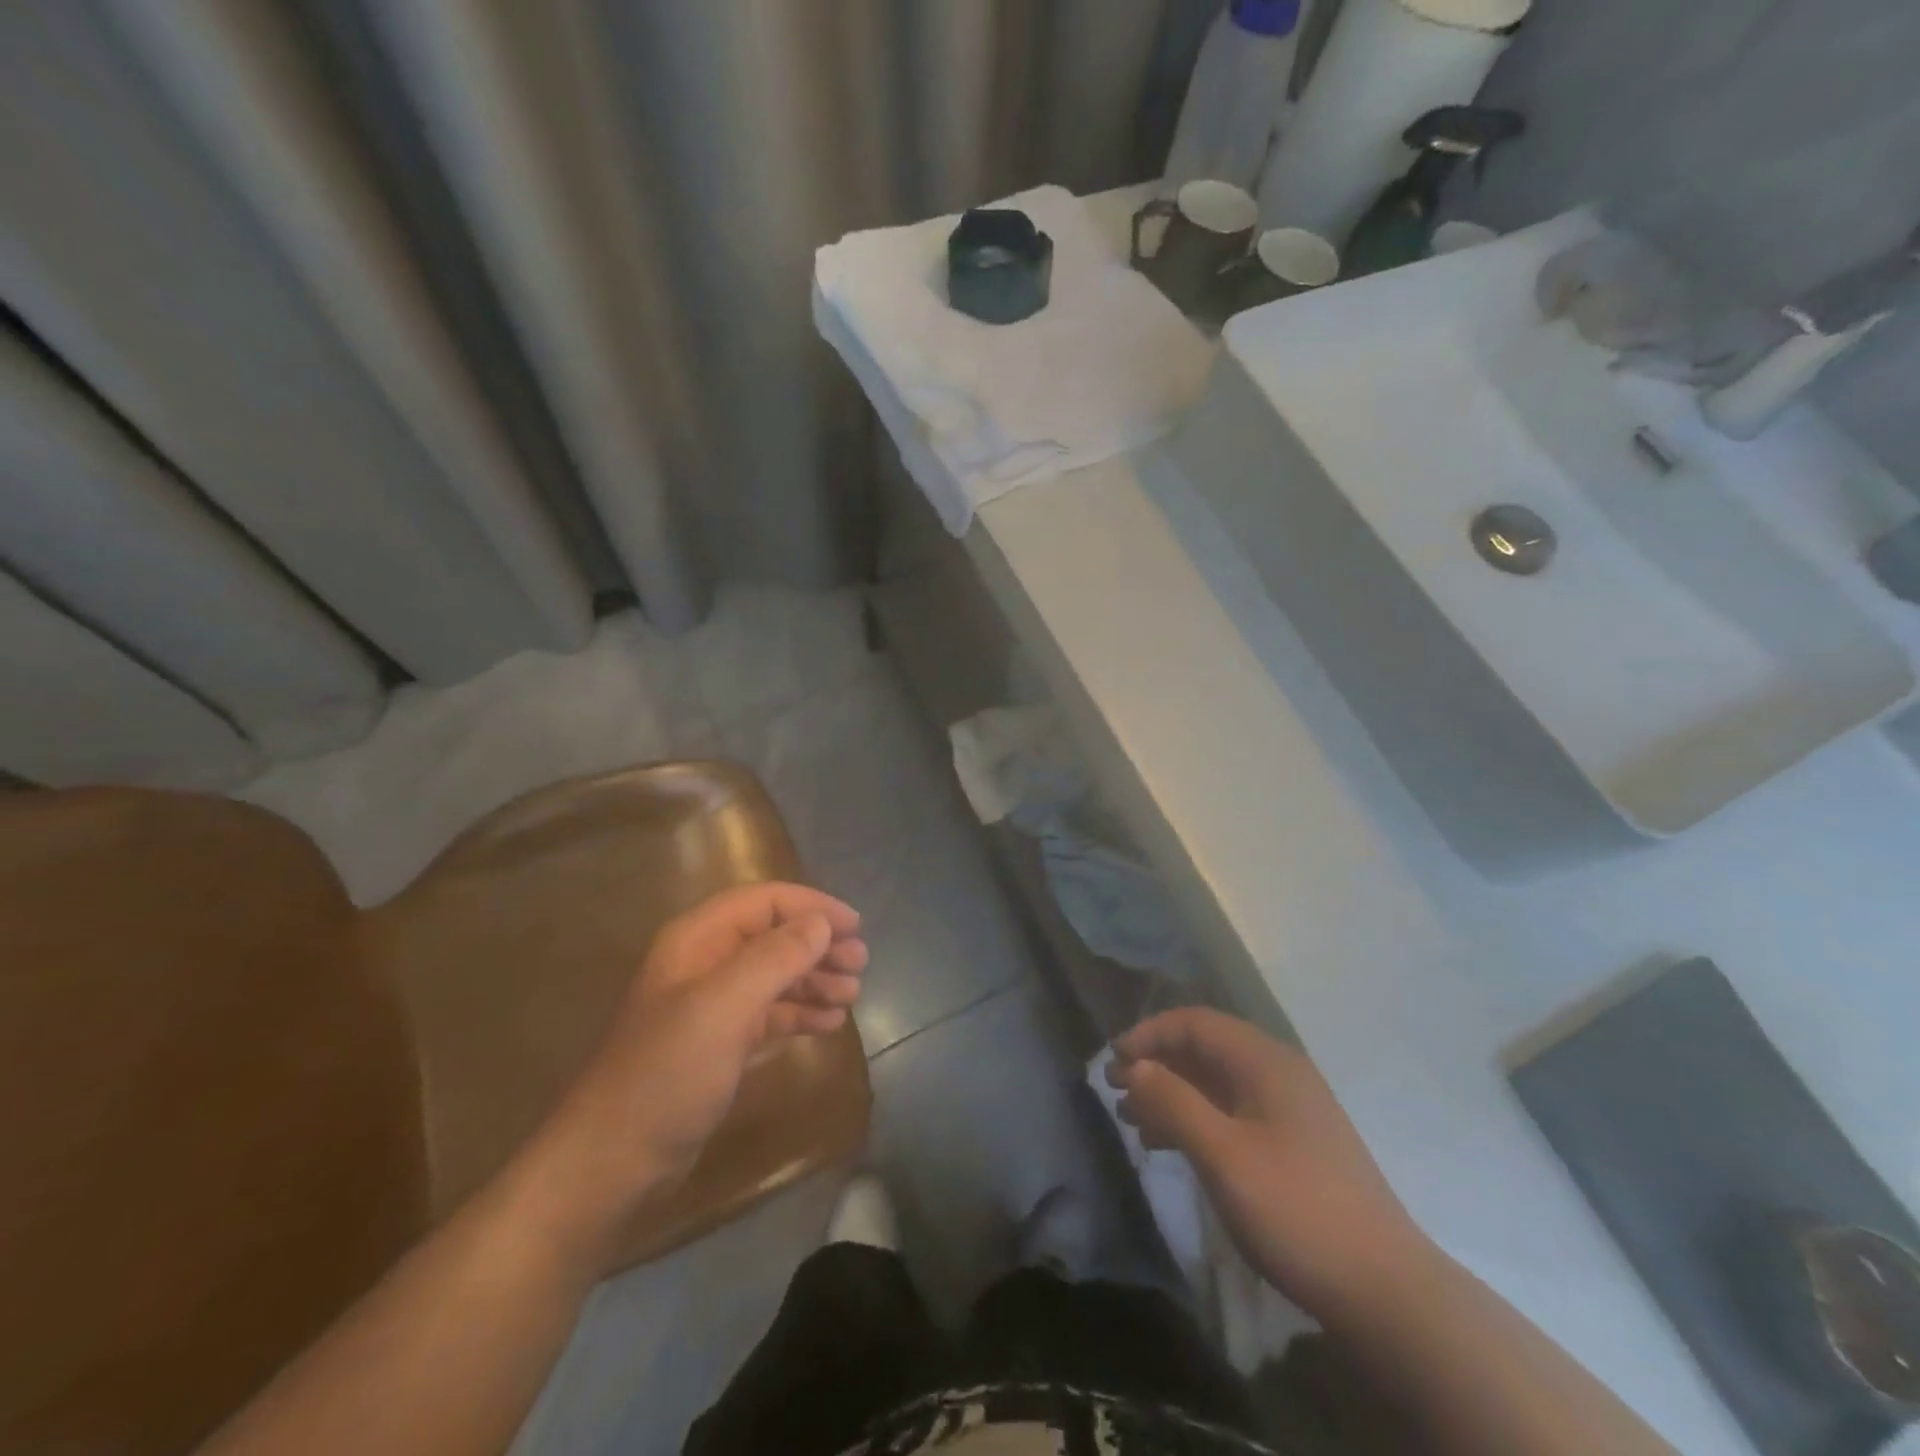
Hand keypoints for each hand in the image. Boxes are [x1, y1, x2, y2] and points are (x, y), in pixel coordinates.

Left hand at [517, 883, 867, 1267]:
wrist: (614, 1162)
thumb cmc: (669, 1073)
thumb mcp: (725, 1006)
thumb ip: (776, 957)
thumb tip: (821, 923)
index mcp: (697, 940)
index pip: (764, 902)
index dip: (812, 907)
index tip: (855, 927)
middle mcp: (704, 964)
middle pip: (773, 937)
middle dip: (818, 945)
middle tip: (860, 964)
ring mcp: (710, 1006)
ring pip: (774, 975)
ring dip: (815, 979)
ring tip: (852, 994)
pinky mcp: (718, 1045)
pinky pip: (769, 1014)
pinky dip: (800, 1013)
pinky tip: (830, 1024)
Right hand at [1109, 1007, 1427, 1316]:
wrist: (1386, 1292)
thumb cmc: (1296, 1210)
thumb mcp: (1223, 1154)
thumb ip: (1174, 1102)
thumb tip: (1134, 1066)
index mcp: (1265, 1061)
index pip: (1194, 1022)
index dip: (1148, 1034)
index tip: (1112, 1062)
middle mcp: (1278, 1071)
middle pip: (1204, 1048)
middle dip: (1156, 1064)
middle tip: (1115, 1092)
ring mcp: (1290, 1108)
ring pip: (1216, 1082)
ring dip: (1172, 1093)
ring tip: (1134, 1121)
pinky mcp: (1294, 1142)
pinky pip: (1232, 1111)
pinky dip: (1197, 1118)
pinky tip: (1172, 1145)